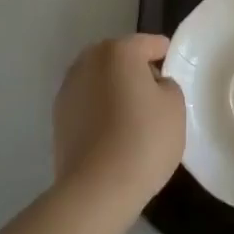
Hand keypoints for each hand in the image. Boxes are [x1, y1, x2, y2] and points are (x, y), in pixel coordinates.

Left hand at [53, 35, 185, 212]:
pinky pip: (88, 103)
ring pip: (101, 80)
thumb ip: (167, 84)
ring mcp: (69, 88)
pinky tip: (112, 135)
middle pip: (121, 58)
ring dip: (115, 91)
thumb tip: (152, 85)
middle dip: (137, 72)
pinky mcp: (58, 116)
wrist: (96, 189)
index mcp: (119, 50)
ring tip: (132, 119)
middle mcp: (89, 60)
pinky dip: (100, 110)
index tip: (175, 77)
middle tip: (155, 99)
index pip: (150, 44)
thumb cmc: (143, 140)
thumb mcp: (175, 106)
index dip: (166, 57)